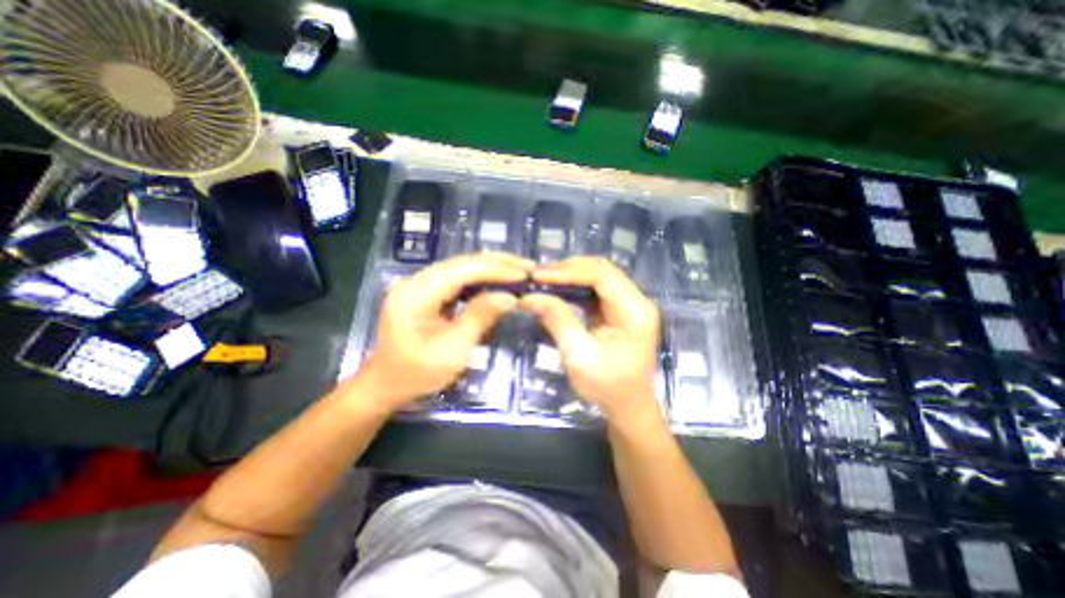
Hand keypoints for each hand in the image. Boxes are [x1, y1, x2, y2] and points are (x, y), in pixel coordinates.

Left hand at [357, 253, 532, 410]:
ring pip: (462, 268)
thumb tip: (510, 296)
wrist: (386, 386)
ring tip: (519, 270)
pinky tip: (499, 280)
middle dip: (497, 264)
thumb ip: (480, 318)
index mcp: (415, 294)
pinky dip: (482, 279)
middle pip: (462, 263)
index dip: (495, 269)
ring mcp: (421, 285)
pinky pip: (459, 280)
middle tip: (528, 267)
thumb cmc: (416, 374)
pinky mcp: (428, 293)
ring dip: (492, 268)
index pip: (461, 270)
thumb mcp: (452, 351)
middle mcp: (416, 281)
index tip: (524, 274)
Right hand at [521, 254, 661, 425]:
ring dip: (571, 275)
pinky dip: (576, 287)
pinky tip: (558, 290)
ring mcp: (630, 305)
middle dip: (569, 269)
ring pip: (599, 276)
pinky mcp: (620, 311)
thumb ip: (557, 321)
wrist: (628, 408)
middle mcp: (637, 301)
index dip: (569, 271)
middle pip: (603, 270)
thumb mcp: (579, 355)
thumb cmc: (607, 387)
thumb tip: (530, 296)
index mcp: (635, 312)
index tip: (539, 276)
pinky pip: (597, 290)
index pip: (602, 276)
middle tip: (539, 275)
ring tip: (545, 279)